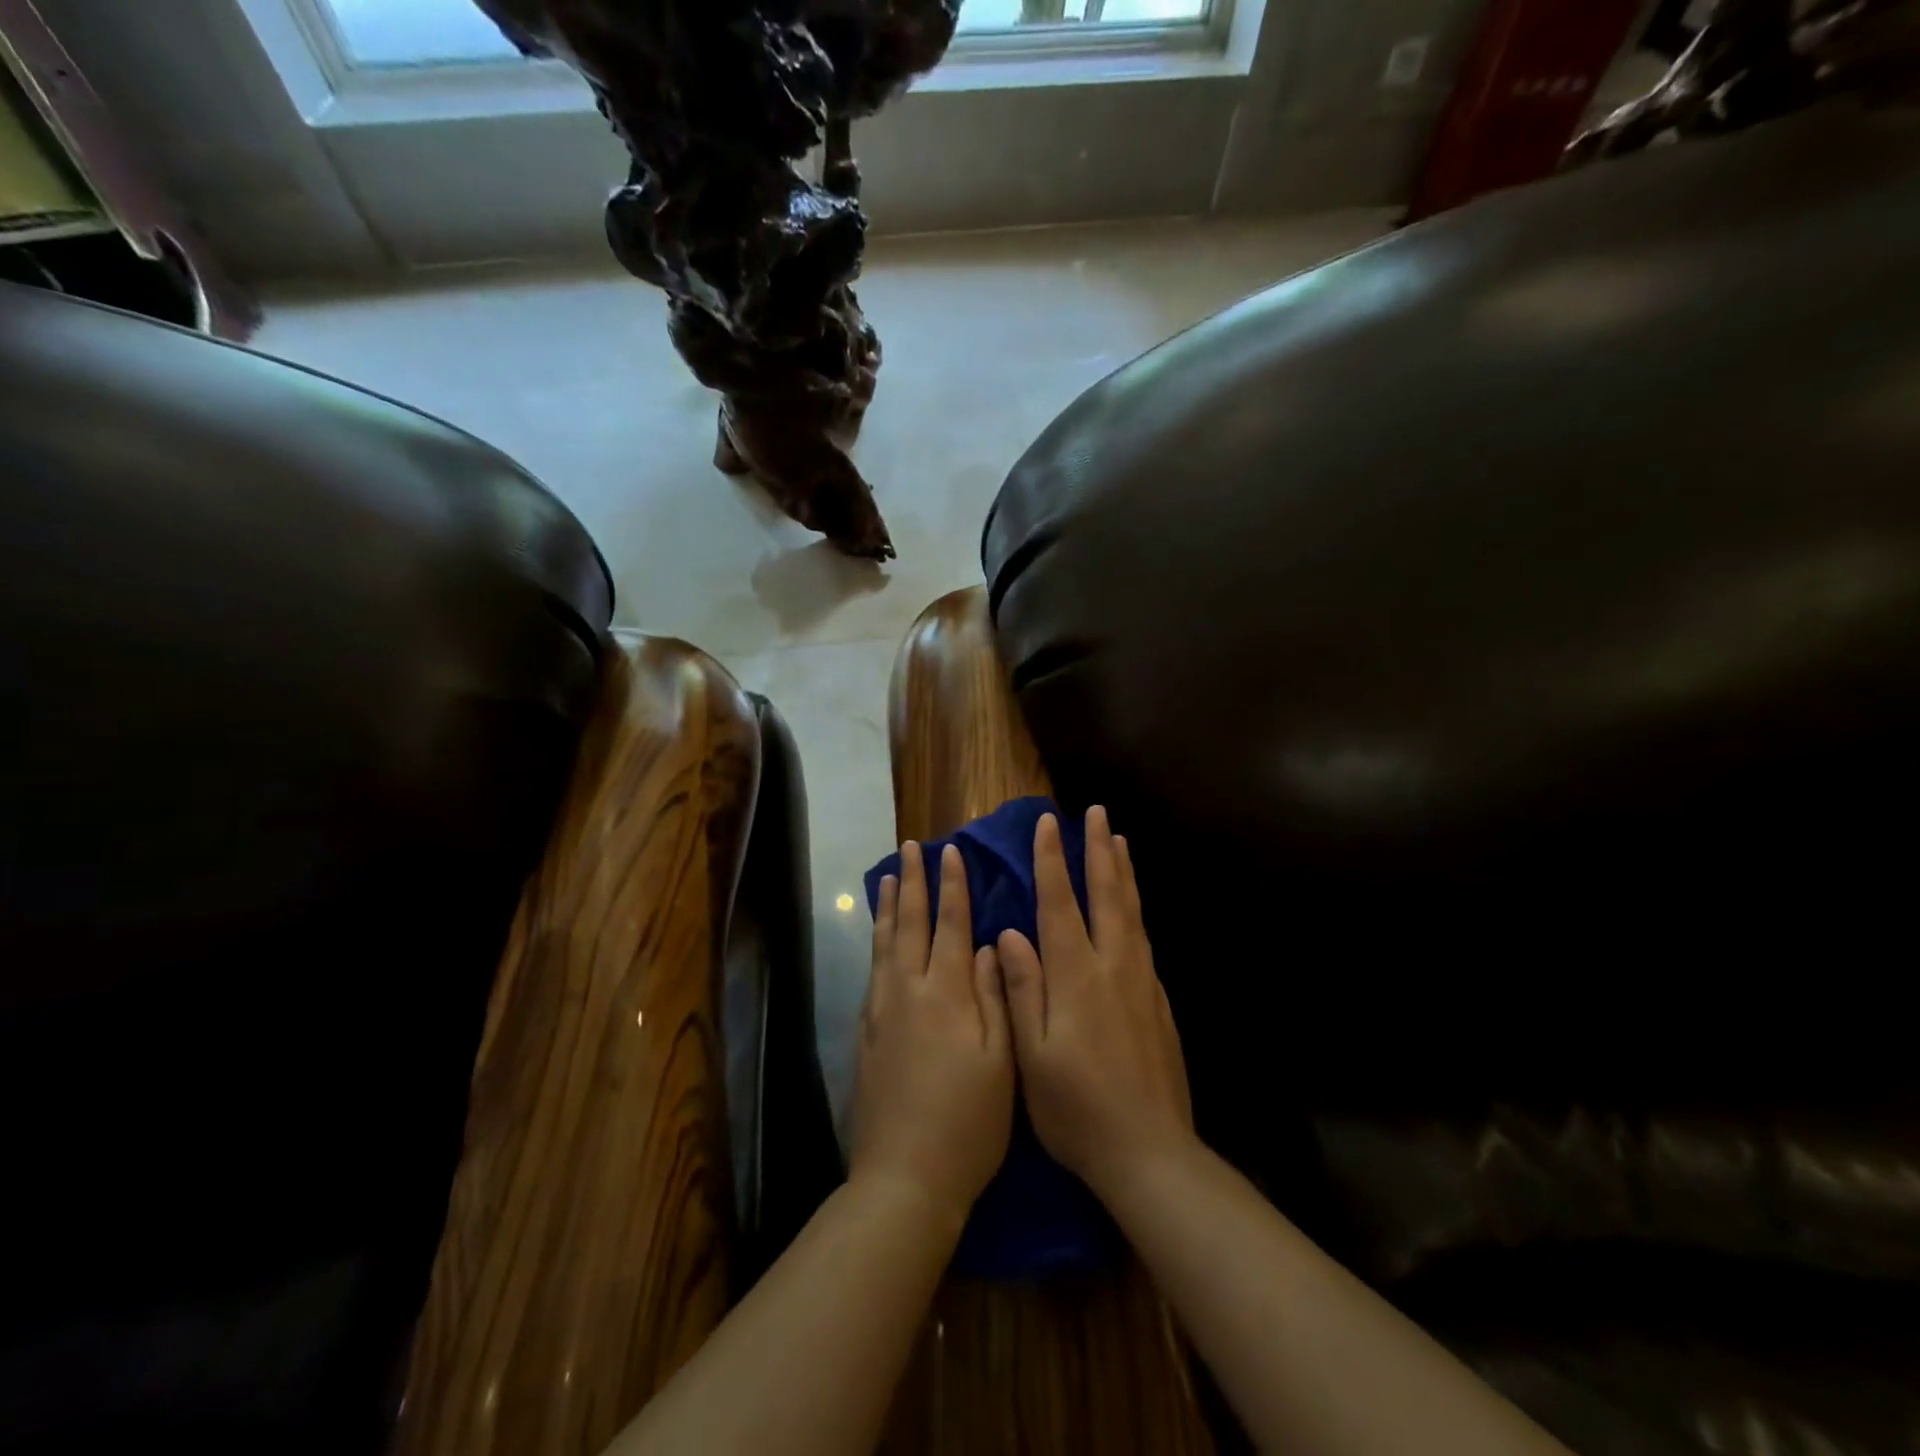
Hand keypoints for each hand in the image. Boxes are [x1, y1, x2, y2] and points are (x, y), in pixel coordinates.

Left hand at [850, 841, 1014, 1226]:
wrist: (904, 1178)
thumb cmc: (968, 1123)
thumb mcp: (1000, 1062)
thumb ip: (993, 997)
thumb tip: (986, 945)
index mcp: (945, 994)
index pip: (950, 925)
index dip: (953, 887)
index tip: (952, 852)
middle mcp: (906, 992)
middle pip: (909, 924)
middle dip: (913, 882)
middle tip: (911, 848)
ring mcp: (880, 1013)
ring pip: (884, 944)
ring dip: (889, 907)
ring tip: (888, 877)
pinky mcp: (865, 1035)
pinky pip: (871, 971)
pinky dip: (876, 943)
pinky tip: (879, 941)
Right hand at [998, 808, 1193, 1199]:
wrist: (1150, 1153)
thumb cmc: (1076, 1109)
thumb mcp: (1031, 1055)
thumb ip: (1022, 988)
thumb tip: (1010, 933)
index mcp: (1076, 976)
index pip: (1061, 903)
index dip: (1052, 861)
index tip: (1048, 823)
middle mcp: (1113, 967)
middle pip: (1107, 895)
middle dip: (1099, 850)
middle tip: (1097, 813)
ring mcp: (1142, 983)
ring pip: (1132, 912)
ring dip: (1123, 872)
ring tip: (1120, 841)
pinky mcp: (1159, 1002)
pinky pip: (1145, 939)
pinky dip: (1137, 909)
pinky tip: (1134, 908)